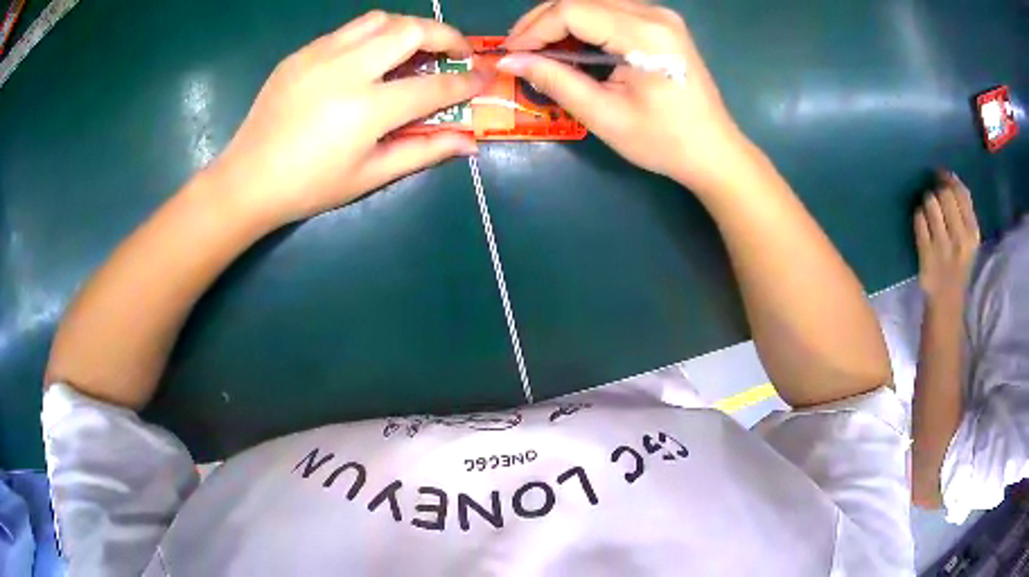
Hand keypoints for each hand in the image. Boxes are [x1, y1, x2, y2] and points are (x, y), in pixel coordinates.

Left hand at [210, 11, 486, 227]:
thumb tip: (468, 143)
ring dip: (408, 28)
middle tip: (456, 52)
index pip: (434, 87)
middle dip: (445, 35)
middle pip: (411, 30)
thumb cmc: (309, 187)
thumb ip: (423, 152)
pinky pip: (347, 31)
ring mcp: (320, 56)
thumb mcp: (369, 176)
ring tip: (415, 49)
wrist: (247, 179)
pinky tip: (370, 58)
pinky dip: (372, 36)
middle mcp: (347, 70)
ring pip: (380, 20)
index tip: (483, 78)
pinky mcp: (301, 53)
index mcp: (367, 109)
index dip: (466, 82)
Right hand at [500, 0, 743, 190]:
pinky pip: (610, 10)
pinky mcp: (661, 24)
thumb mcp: (605, 115)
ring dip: (561, 20)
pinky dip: (583, 23)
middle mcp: (654, 14)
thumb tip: (511, 61)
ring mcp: (660, 16)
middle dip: (543, 21)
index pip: (572, 10)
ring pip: (594, 1)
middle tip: (519, 50)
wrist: (714, 150)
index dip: (534, 29)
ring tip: (539, 48)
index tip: (511, 54)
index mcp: (645, 35)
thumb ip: (556, 81)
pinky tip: (572, 45)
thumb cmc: (664, 142)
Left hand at [914, 171, 979, 303]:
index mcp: (973, 233)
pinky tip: (923, 226)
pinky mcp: (926, 253)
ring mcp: (943, 247)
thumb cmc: (959, 263)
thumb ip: (964, 208)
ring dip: (926, 202)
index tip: (941, 177)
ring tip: (929, 213)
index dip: (948, 179)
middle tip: (936, 199)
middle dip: (937, 190)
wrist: (947, 301)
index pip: (961, 192)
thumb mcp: (969, 237)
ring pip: (930, 202)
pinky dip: (918, 217)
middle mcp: (960, 239)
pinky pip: (919, 219)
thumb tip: (949, 175)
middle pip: (944, 193)